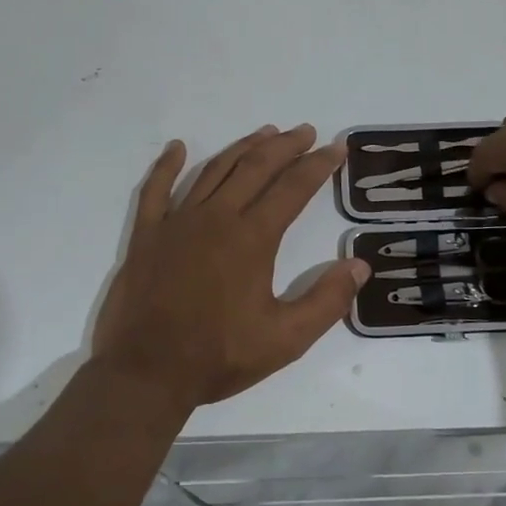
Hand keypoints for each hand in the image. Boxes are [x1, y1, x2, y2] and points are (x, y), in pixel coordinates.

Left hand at [91, 125, 368, 409]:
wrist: (146, 373)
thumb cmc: (218, 356)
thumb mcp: (285, 339)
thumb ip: (327, 301)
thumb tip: (360, 265)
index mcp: (252, 238)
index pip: (293, 188)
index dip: (318, 164)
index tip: (336, 148)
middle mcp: (217, 217)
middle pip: (256, 168)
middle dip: (285, 146)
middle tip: (305, 132)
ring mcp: (177, 222)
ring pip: (214, 170)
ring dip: (242, 148)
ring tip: (264, 133)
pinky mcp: (147, 235)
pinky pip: (156, 189)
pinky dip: (167, 165)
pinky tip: (177, 147)